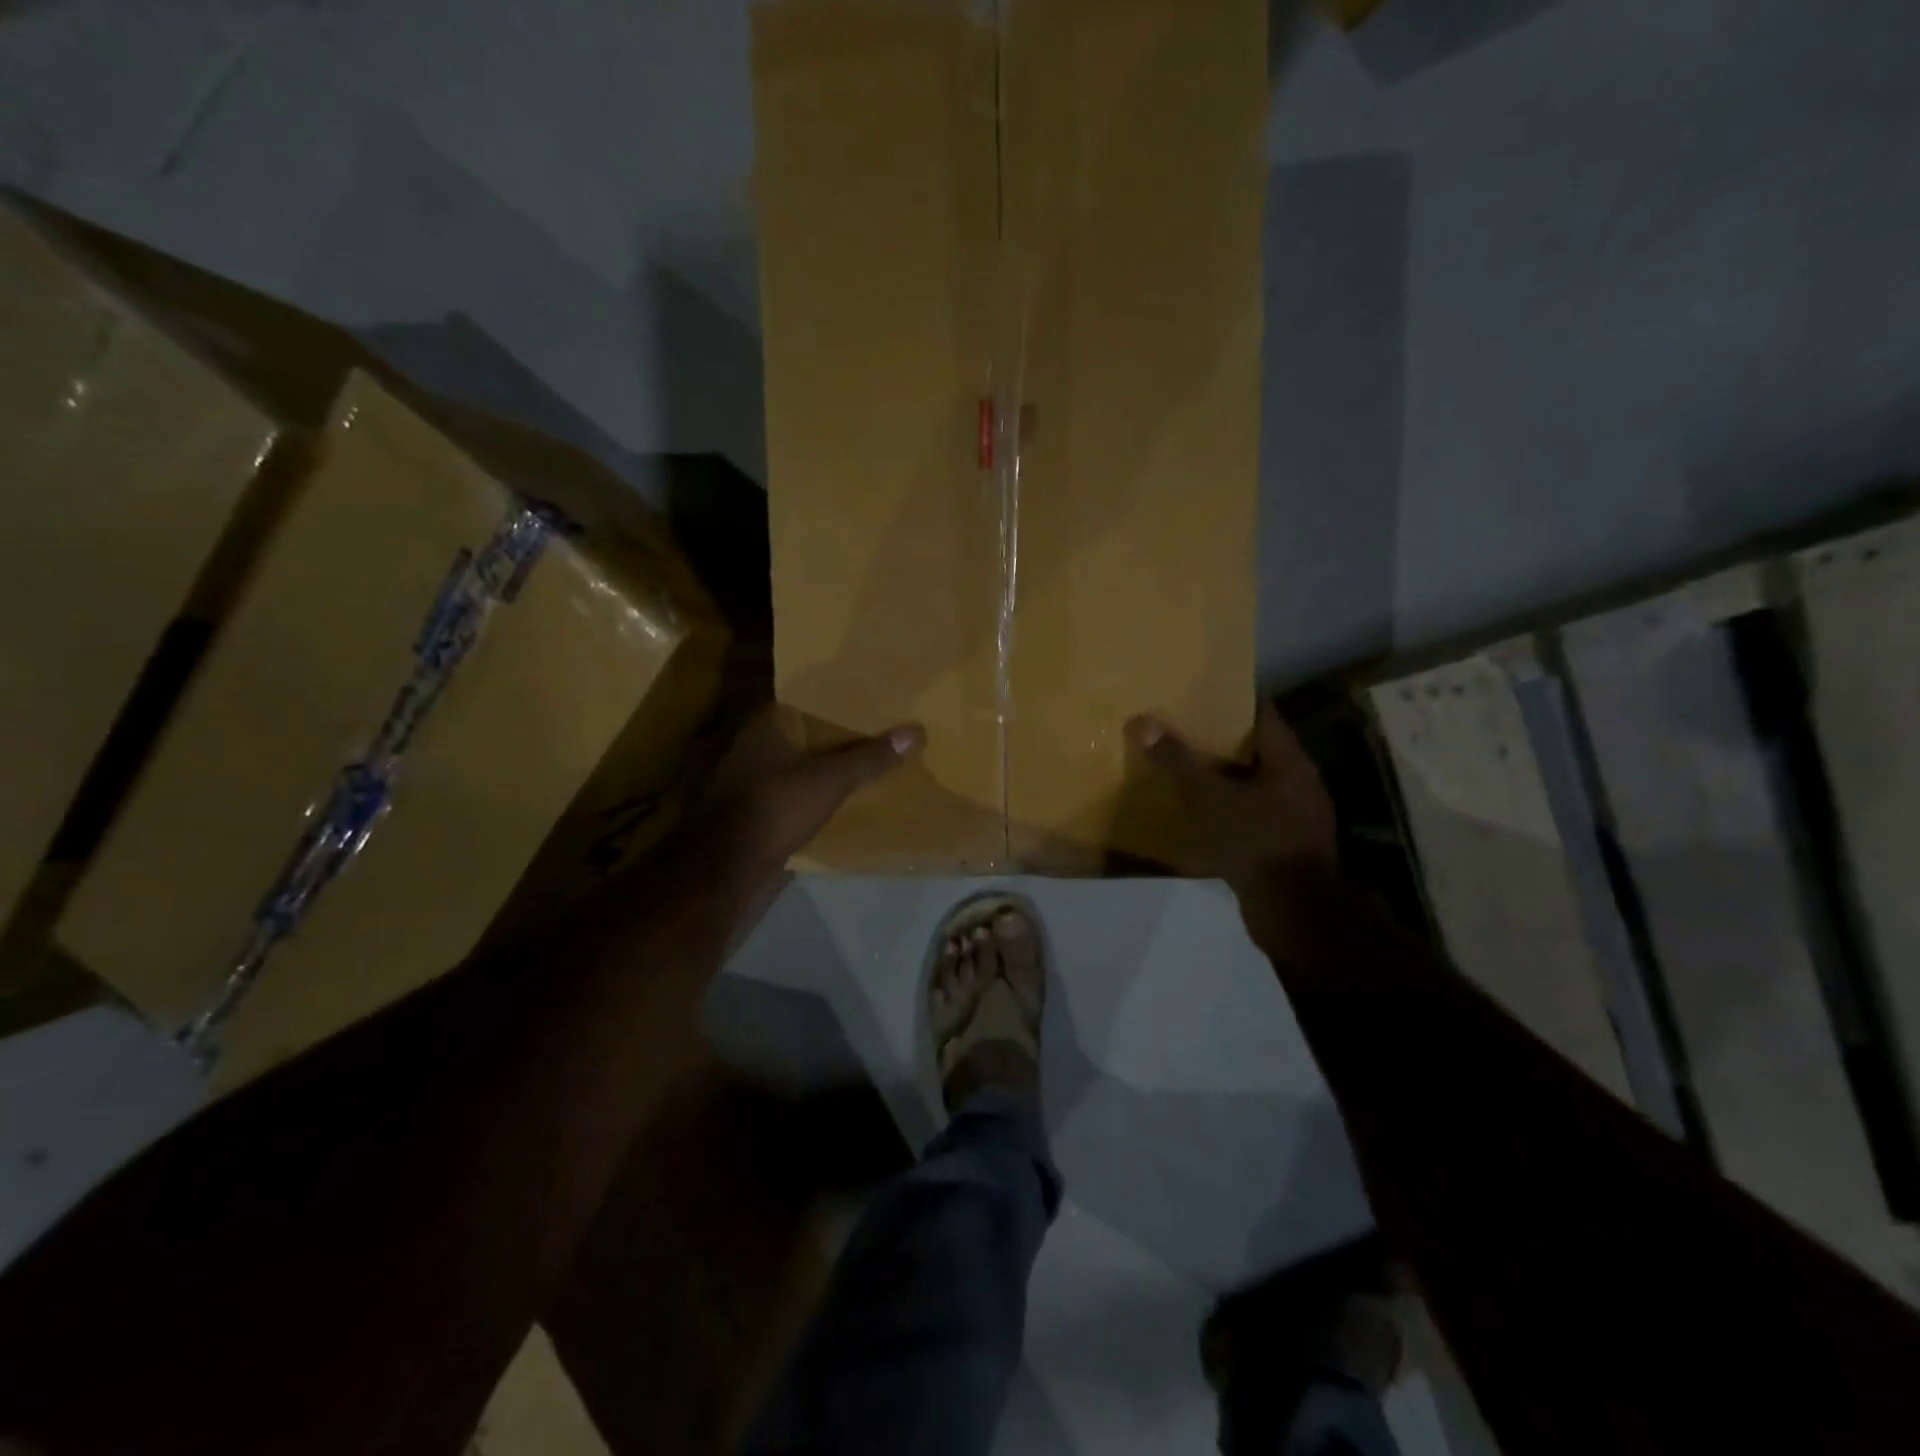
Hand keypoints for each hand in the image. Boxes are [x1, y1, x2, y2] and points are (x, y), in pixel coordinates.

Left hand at [694, 705, 924, 896]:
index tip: (861, 702)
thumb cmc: (777, 806)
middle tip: (867, 731)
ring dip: (816, 764)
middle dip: (828, 733)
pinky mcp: (748, 808)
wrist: (729, 863)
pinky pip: (785, 789)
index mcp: (765, 725)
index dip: (831, 700)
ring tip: (855, 763)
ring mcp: (745, 777)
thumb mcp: (832, 779)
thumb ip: (870, 757)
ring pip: (791, 761)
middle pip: (798, 732)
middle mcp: (750, 744)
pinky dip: (806, 790)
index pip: (801, 699)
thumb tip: (915, 731)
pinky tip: (829, 796)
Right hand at [1125, 702, 1337, 897]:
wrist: (1293, 910)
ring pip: (1253, 785)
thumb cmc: (1255, 841)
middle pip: (1257, 750)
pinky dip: (1228, 810)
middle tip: (1181, 730)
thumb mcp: (1209, 797)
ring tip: (1184, 770)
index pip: (1263, 715)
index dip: (1232, 702)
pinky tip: (1200, 815)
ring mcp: (1295, 817)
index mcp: (1290, 762)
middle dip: (1220, 741)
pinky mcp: (1284, 846)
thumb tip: (1143, 722)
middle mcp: (1299, 783)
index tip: (1199, 695)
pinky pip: (1252, 816)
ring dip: (1223, 778)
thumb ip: (1178, 760)